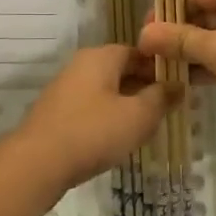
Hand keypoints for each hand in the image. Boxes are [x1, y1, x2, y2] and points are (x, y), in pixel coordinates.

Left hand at [6, 45, 174, 199]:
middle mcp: (80, 65)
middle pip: (120, 70)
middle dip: (144, 87)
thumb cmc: (93, 133)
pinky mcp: (56, 113)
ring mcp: (65, 89)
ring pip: (105, 91)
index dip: (160, 67)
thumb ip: (160, 98)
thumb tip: (177, 85)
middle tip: (168, 109)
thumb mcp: (137, 116)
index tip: (179, 86)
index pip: (137, 51)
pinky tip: (117, 139)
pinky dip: (107, 118)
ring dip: (127, 104)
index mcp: (100, 57)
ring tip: (147, 127)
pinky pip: (90, 108)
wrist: (37, 163)